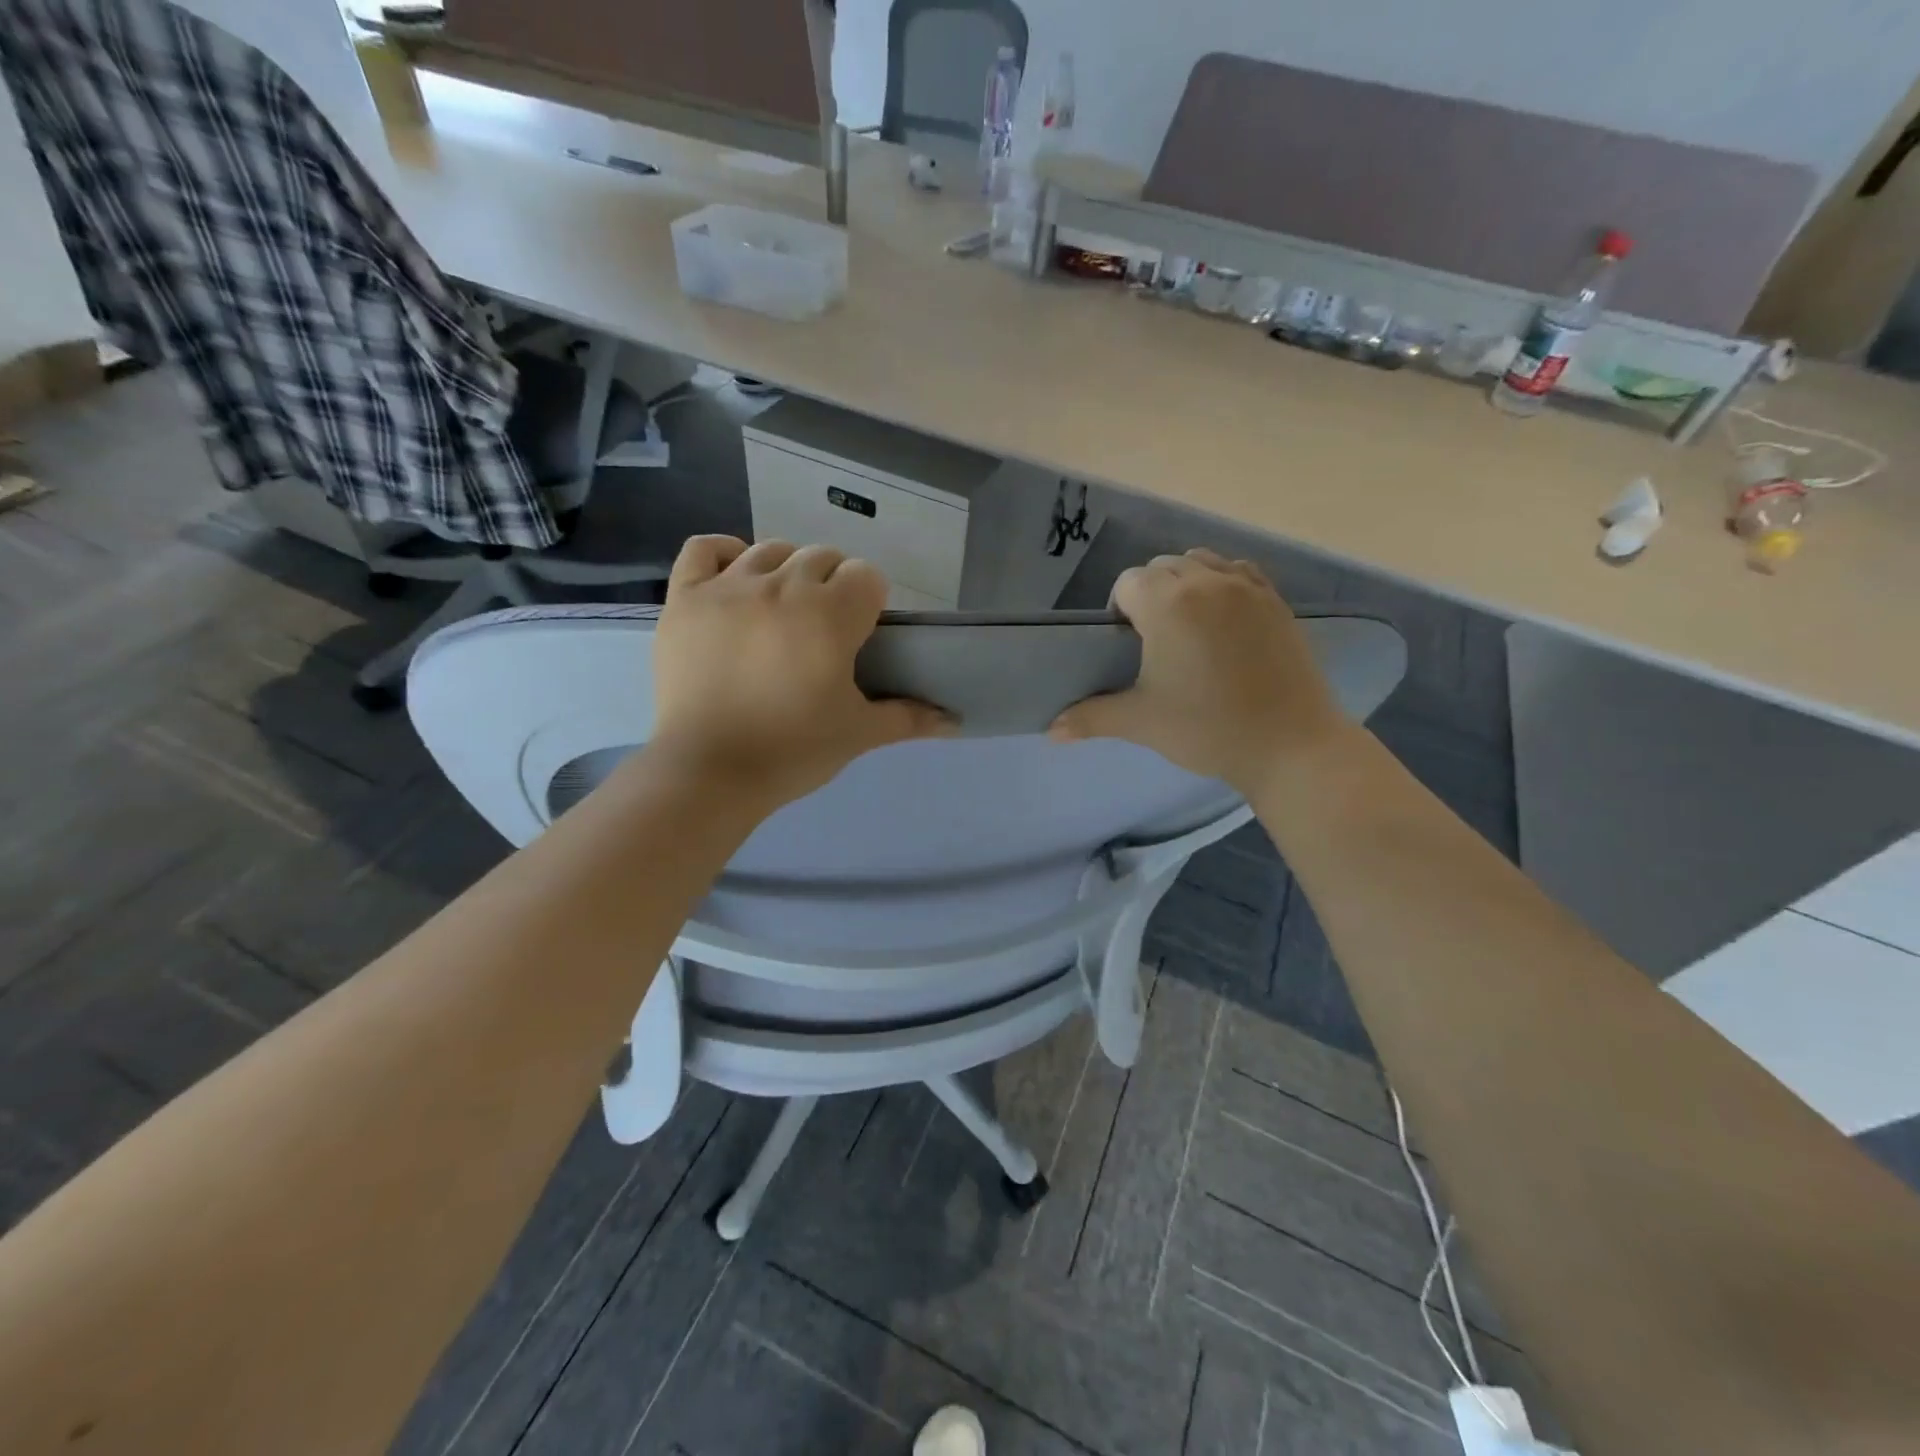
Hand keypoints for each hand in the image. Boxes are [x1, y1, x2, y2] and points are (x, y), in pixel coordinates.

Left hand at [648, 537, 951, 805]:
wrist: (708, 772)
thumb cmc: (792, 751)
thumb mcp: (858, 734)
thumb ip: (909, 718)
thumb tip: (955, 722)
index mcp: (830, 614)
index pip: (866, 576)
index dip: (869, 603)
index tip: (859, 637)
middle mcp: (781, 586)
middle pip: (822, 558)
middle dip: (832, 587)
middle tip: (823, 633)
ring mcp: (728, 587)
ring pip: (772, 550)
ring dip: (788, 572)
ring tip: (783, 612)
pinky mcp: (685, 597)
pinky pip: (706, 547)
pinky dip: (726, 554)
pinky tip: (736, 581)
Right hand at [1050, 549, 1346, 793]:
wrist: (1290, 743)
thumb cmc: (1207, 729)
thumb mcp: (1141, 723)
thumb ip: (1091, 718)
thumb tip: (1051, 731)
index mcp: (1167, 605)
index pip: (1128, 582)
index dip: (1120, 610)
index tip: (1127, 646)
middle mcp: (1206, 582)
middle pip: (1162, 566)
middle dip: (1150, 593)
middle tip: (1154, 640)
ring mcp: (1246, 588)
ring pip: (1201, 562)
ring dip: (1185, 582)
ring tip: (1187, 625)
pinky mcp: (1275, 601)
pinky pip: (1239, 571)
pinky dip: (1223, 583)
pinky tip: (1223, 618)